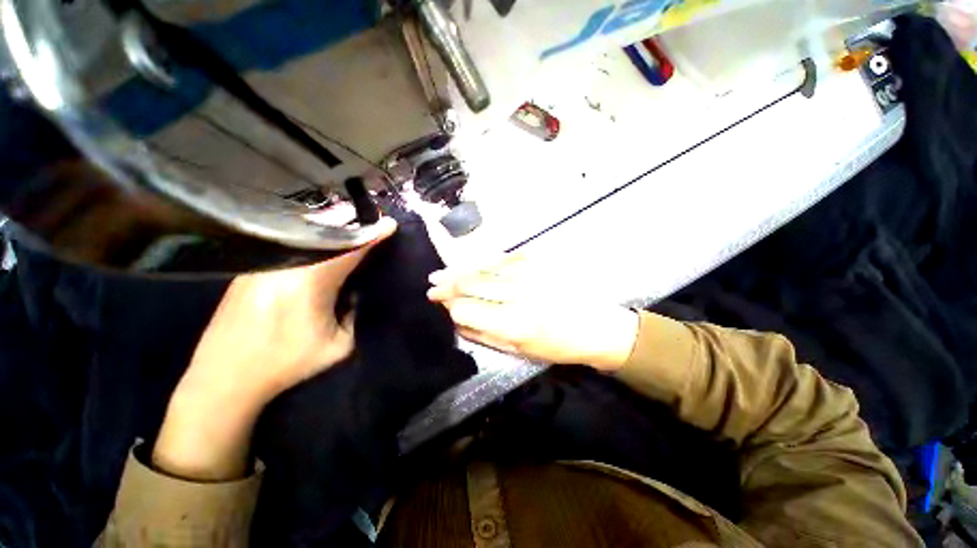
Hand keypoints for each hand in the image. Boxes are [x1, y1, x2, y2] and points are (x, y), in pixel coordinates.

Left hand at [153, 218, 396, 480]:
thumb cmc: (286, 364)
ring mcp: (264, 266)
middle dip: (350, 224)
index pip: (350, 251)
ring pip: (303, 237)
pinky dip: (307, 238)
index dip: (372, 236)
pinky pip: (286, 246)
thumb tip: (352, 294)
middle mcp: (286, 266)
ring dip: (328, 227)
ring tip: (347, 219)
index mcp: (312, 284)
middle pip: (325, 235)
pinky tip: (316, 237)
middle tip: (369, 216)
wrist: (223, 378)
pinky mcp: (249, 271)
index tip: (389, 223)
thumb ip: (354, 315)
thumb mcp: (338, 346)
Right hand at [427, 254, 638, 371]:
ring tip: (440, 274)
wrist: (596, 325)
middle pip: (470, 284)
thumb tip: (455, 320)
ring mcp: (528, 272)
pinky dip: (482, 261)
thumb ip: (482, 334)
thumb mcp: (518, 351)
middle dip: (446, 286)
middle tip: (431, 286)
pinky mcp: (538, 259)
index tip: (439, 304)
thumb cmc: (558, 345)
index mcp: (513, 324)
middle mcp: (517, 294)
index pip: (465, 308)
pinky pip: (501, 257)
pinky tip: (469, 264)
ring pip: (482, 267)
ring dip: (458, 271)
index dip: (448, 306)